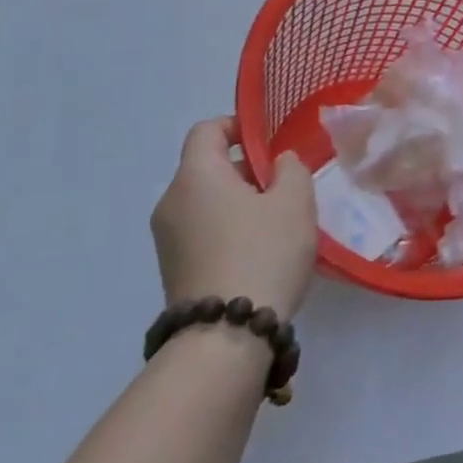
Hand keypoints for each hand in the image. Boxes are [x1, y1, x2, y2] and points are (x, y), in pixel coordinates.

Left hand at [151, 118, 317, 316]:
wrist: (226, 336)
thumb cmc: (263, 252)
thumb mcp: (295, 201)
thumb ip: (291, 169)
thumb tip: (279, 163)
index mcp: (196, 175)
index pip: (207, 130)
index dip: (238, 126)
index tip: (270, 144)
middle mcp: (171, 201)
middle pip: (207, 167)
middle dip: (246, 170)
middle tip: (285, 188)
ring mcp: (167, 239)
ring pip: (206, 202)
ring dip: (240, 203)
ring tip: (277, 224)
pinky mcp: (173, 270)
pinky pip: (203, 231)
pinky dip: (228, 230)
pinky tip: (259, 253)